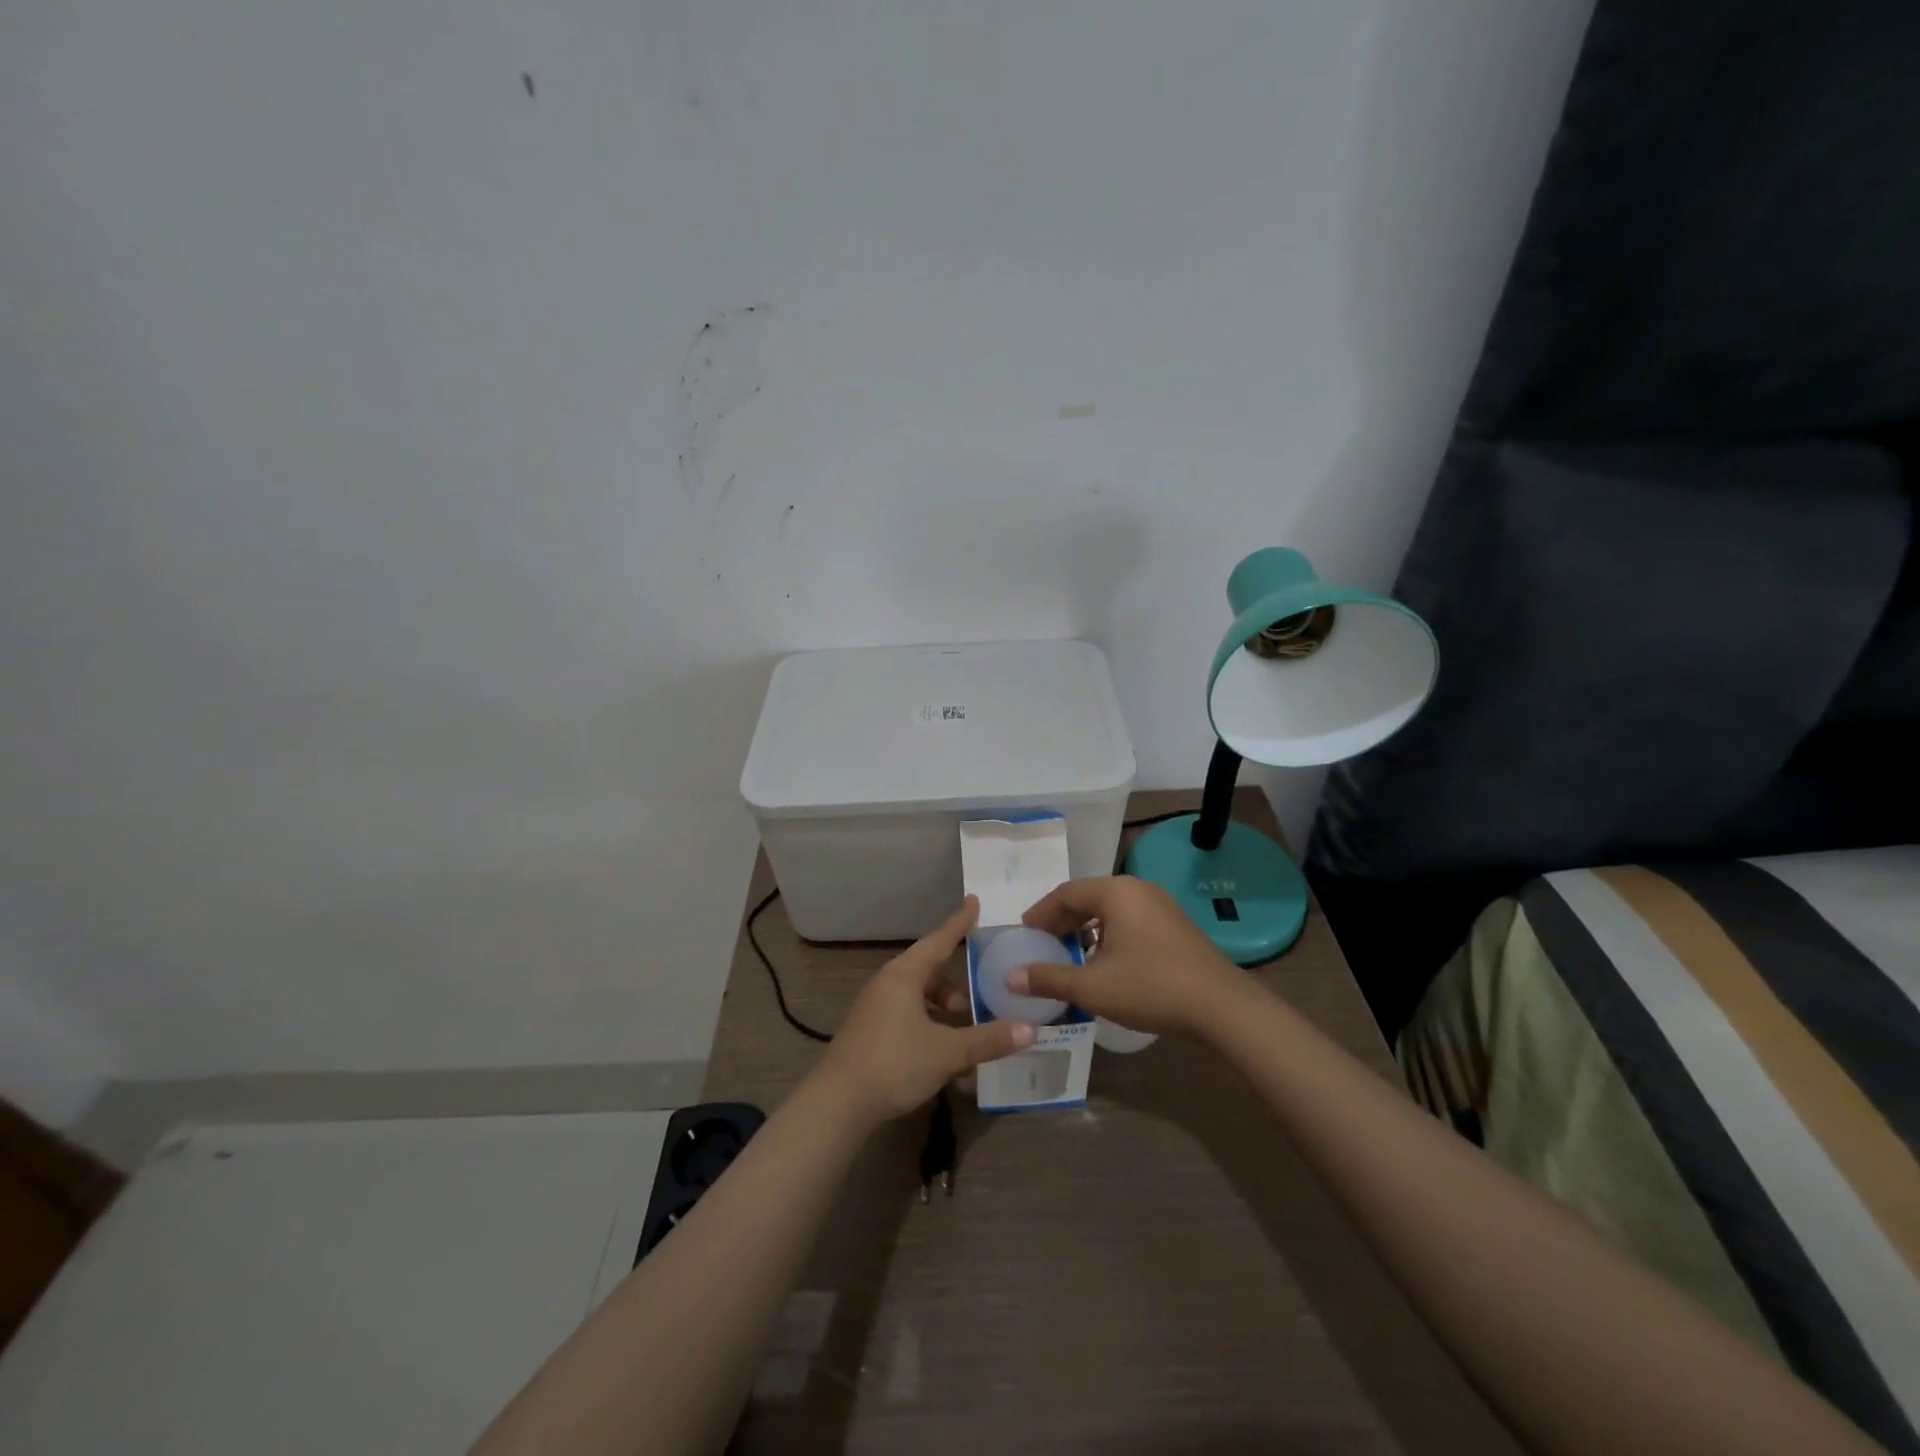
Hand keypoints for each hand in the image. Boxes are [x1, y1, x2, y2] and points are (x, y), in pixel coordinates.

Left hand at [816, 897, 1034, 1125]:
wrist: (837, 1104)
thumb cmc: (894, 1064)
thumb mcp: (947, 1052)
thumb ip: (988, 1040)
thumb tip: (1030, 1030)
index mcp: (904, 975)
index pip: (939, 940)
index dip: (959, 922)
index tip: (974, 901)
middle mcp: (887, 983)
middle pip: (929, 970)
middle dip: (956, 983)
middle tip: (980, 996)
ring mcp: (875, 1007)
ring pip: (917, 995)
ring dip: (942, 1009)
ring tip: (964, 1033)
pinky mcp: (870, 1031)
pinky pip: (906, 1014)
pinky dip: (928, 1024)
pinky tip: (941, 1054)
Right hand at [1013, 876, 1249, 1036]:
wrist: (1221, 1006)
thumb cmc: (1151, 988)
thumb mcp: (1092, 987)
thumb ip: (1049, 978)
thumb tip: (1011, 978)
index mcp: (1115, 892)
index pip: (1065, 893)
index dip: (1040, 913)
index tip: (1024, 933)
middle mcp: (1137, 889)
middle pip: (1087, 897)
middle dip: (1061, 921)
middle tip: (1042, 944)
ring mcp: (1159, 905)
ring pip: (1109, 909)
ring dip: (1084, 928)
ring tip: (1069, 954)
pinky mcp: (1173, 924)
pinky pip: (1128, 919)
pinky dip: (1107, 934)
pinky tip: (1103, 961)